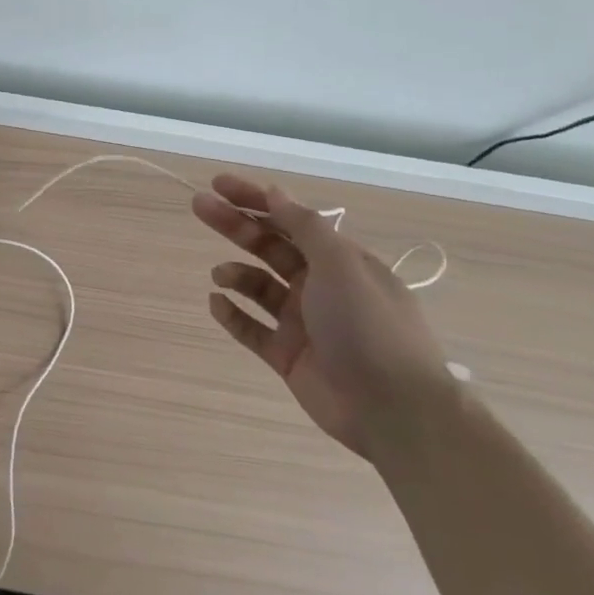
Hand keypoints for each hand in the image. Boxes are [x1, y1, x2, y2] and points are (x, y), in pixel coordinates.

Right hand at [193, 174, 450, 459]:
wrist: (394, 410)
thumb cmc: (368, 326)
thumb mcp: (341, 265)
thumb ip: (304, 228)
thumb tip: (275, 193)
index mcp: (339, 261)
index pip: (290, 219)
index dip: (255, 198)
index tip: (219, 184)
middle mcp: (321, 286)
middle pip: (269, 247)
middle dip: (235, 226)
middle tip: (199, 207)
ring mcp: (303, 322)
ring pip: (259, 287)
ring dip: (236, 273)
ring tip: (220, 275)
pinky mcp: (288, 356)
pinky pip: (252, 328)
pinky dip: (232, 314)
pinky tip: (216, 303)